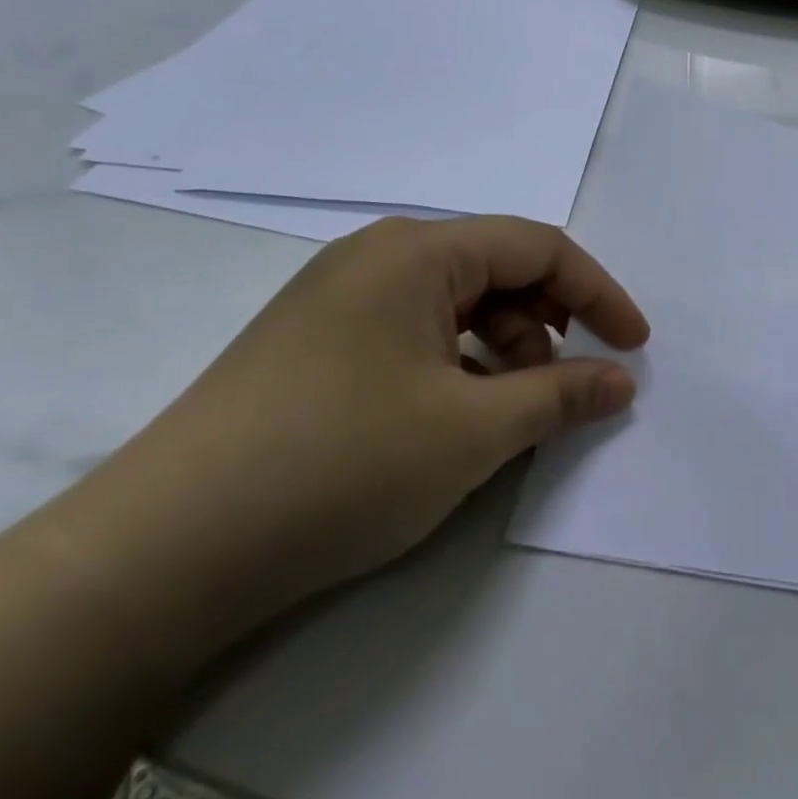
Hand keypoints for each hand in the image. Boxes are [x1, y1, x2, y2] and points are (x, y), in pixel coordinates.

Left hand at [59, 216, 649, 658]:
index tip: (634, 347)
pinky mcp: (314, 343)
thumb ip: (561, 396)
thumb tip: (621, 382)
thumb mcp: (473, 432)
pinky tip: (452, 421)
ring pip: (455, 306)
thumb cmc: (340, 465)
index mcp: (417, 252)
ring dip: (502, 351)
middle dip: (549, 324)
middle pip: (496, 270)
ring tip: (508, 416)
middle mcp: (376, 257)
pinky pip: (413, 334)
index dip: (599, 293)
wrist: (163, 551)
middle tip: (568, 389)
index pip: (537, 247)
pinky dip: (456, 367)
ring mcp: (338, 299)